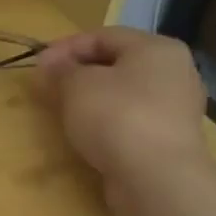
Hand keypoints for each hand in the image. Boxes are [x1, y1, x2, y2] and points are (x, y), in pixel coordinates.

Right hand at [34, 28, 209, 191]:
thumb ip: (60, 70)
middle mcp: (174, 72)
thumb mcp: (76, 84)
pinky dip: (108, 121)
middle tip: (49, 87)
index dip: (65, 47)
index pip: (103, 36)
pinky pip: (132, 119)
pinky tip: (88, 133)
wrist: (157, 180)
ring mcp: (177, 109)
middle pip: (116, 64)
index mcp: (157, 48)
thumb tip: (49, 64)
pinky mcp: (171, 140)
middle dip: (78, 73)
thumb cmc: (116, 116)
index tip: (39, 66)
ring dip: (92, 98)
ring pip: (124, 93)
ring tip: (64, 110)